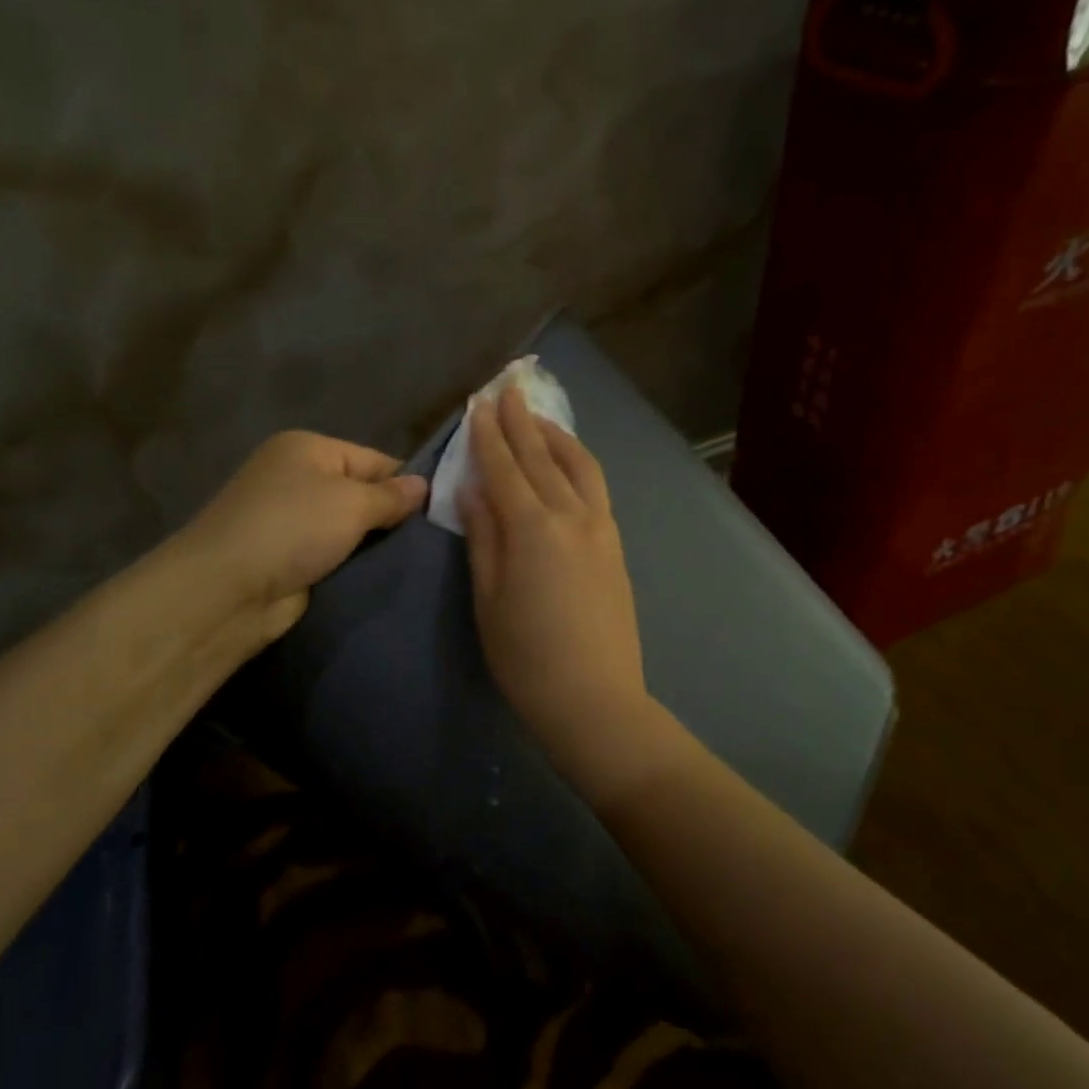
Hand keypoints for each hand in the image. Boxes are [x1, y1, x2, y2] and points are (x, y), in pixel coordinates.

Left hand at [183, 431, 426, 642]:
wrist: (228, 589)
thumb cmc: (293, 528)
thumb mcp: (352, 503)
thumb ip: (391, 496)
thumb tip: (424, 485)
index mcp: (308, 448)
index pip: (375, 459)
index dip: (408, 485)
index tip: (442, 512)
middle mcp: (296, 477)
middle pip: (361, 493)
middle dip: (392, 517)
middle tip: (434, 540)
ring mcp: (289, 520)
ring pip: (349, 529)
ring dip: (373, 545)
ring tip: (417, 561)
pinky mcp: (288, 558)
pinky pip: (333, 555)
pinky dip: (353, 564)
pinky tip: (383, 576)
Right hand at [461, 386, 650, 771]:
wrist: (595, 698)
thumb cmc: (527, 657)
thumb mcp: (489, 598)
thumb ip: (483, 537)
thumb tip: (473, 490)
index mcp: (533, 529)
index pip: (504, 468)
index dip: (488, 435)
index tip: (478, 404)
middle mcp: (572, 516)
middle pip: (541, 457)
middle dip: (521, 421)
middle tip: (507, 389)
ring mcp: (601, 528)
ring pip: (578, 465)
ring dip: (555, 435)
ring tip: (537, 417)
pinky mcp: (615, 544)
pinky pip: (595, 487)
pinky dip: (577, 462)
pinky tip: (567, 461)